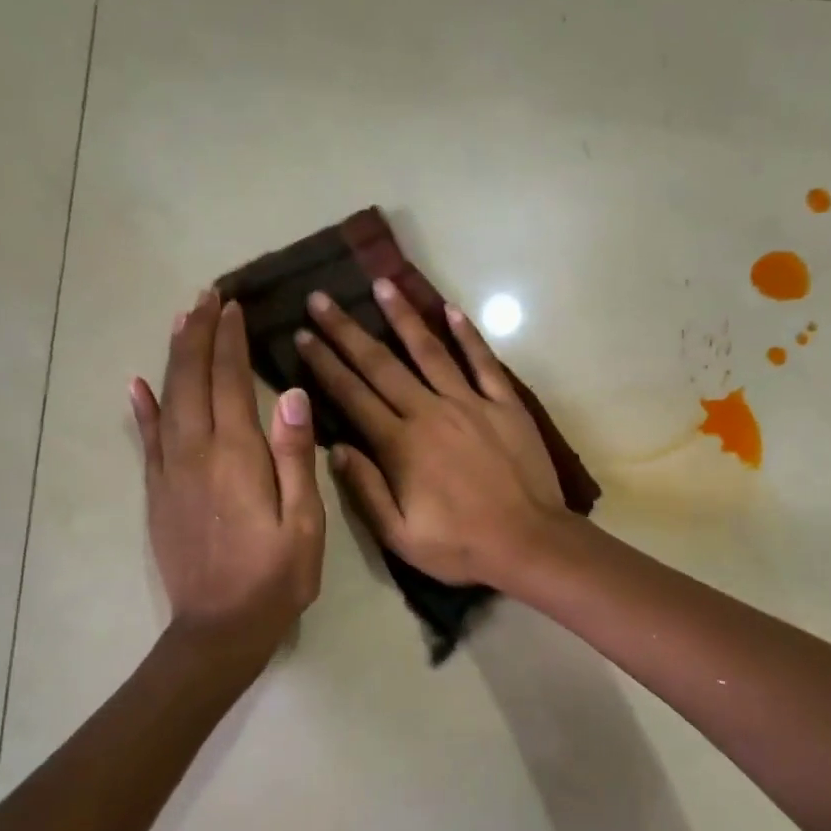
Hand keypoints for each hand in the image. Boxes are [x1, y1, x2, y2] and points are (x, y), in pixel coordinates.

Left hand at [131, 291, 324, 652]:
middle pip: (193, 379)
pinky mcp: (158, 493)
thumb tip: (293, 395)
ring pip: (167, 400)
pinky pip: (146, 439)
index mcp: (237, 456)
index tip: (232, 306)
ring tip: (180, 321)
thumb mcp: (304, 523)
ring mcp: (170, 472)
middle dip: (198, 335)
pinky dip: (142, 407)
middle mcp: (196, 453)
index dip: (230, 341)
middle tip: (207, 297)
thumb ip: (296, 458)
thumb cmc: (275, 578)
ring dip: (174, 358)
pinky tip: (136, 384)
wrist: (219, 628)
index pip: (230, 381)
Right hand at [295, 280, 566, 586]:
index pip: (352, 395)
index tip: (302, 335)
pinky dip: (467, 335)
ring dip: (403, 316)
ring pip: (429, 351)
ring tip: (381, 284)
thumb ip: (365, 490)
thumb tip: (335, 448)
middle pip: (381, 364)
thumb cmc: (461, 546)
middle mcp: (430, 413)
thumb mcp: (399, 535)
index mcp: (400, 445)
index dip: (324, 364)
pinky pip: (483, 362)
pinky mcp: (504, 405)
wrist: (529, 542)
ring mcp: (470, 404)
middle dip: (347, 331)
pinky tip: (450, 310)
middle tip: (321, 298)